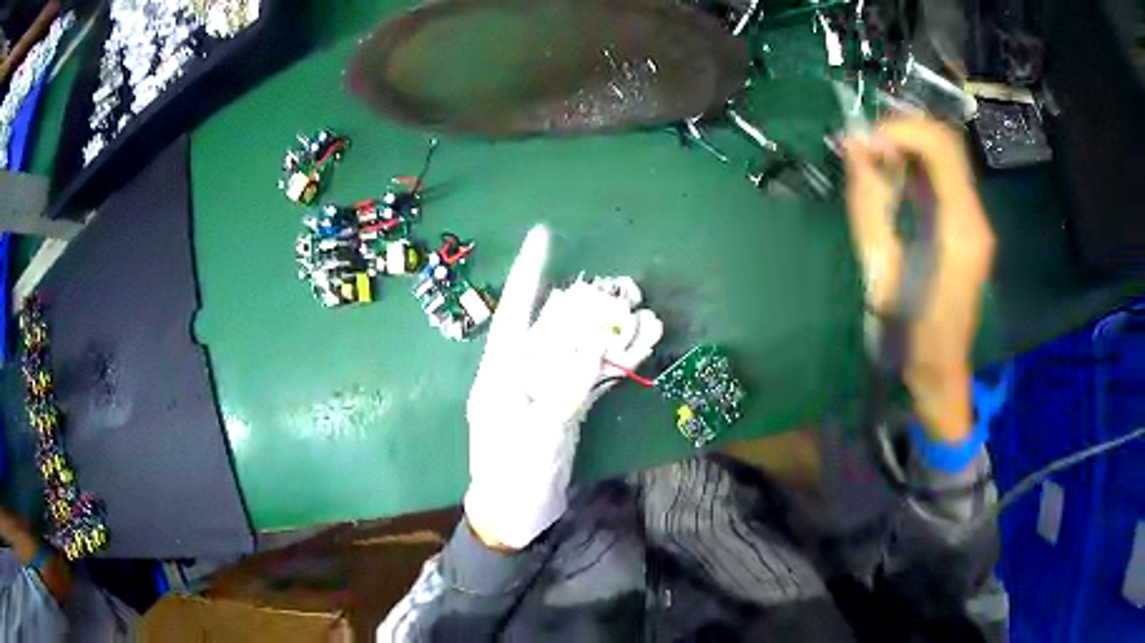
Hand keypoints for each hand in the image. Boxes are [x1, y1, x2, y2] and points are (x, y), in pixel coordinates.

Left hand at [465, 226, 661, 549]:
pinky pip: (592, 376)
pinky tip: (642, 346)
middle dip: (588, 304)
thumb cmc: (512, 478)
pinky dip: (616, 362)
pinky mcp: (566, 407)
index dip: (529, 272)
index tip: (543, 234)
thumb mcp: (535, 437)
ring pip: (579, 349)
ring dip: (610, 333)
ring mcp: (546, 389)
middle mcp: (522, 372)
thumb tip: (591, 346)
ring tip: (645, 314)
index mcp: (500, 372)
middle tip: (623, 286)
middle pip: (556, 326)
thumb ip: (564, 390)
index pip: (515, 311)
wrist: (515, 516)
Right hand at [843, 116, 995, 440]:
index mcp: (959, 230)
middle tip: (868, 146)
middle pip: (947, 143)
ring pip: (947, 156)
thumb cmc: (908, 331)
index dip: (901, 130)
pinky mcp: (969, 226)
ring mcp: (976, 221)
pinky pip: (945, 178)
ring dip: (909, 146)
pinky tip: (894, 178)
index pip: (941, 149)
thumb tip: (854, 146)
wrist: (939, 369)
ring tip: (876, 160)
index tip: (865, 141)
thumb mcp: (880, 269)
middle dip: (904, 131)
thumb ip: (868, 204)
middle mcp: (975, 217)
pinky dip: (917, 166)